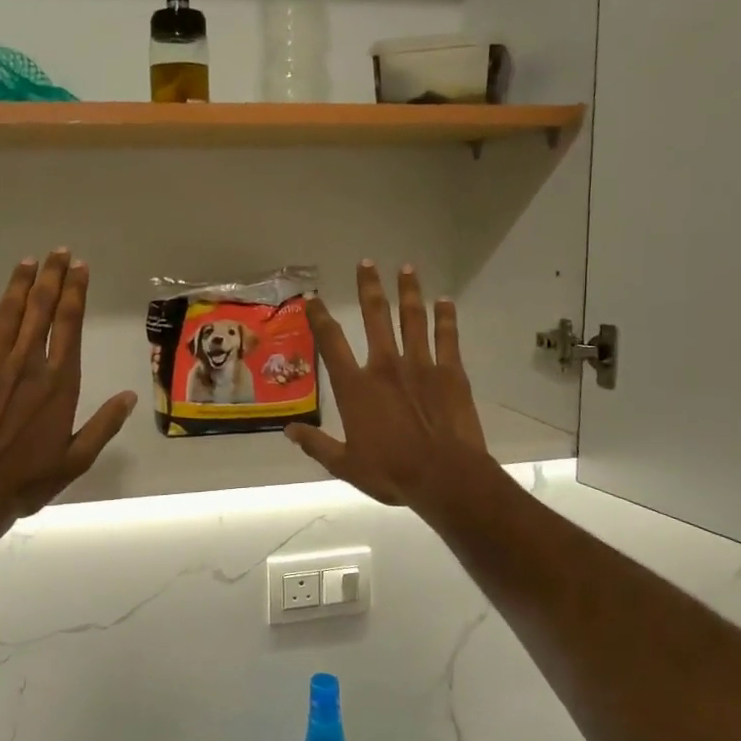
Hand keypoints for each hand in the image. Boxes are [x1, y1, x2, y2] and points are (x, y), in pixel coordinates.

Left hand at [0, 250, 137, 529]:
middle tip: (58, 252)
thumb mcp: (76, 459)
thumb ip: (104, 424)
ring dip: (19, 285)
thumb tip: (130, 395)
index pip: (70, 324)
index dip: (75, 292)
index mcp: (59, 382)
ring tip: (28, 261)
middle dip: (51, 277)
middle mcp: (27, 364)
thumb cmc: (26, 481)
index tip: (80, 268)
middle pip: (40, 309)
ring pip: (8, 314)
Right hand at [286, 262, 489, 507]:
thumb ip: (317, 445)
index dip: (320, 317)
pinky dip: (446, 317)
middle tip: (366, 263)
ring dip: (409, 292)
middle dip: (369, 288)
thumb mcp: (345, 465)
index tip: (313, 298)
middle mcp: (385, 366)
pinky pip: (447, 337)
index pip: (332, 343)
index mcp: (356, 387)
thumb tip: (289, 431)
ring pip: (412, 319)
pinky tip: (445, 300)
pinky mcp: (450, 372)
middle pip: (375, 317)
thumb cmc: (392, 472)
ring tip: (406, 268)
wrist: (445, 477)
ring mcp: (420, 365)